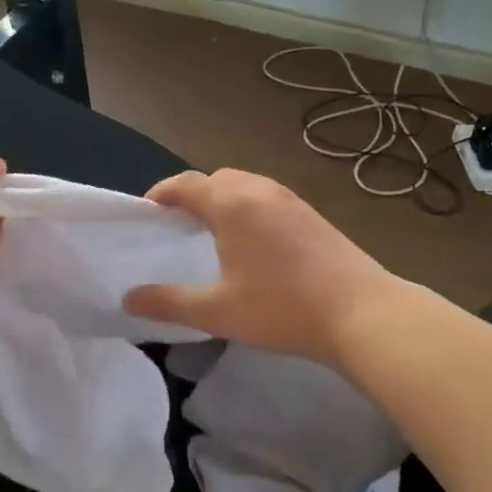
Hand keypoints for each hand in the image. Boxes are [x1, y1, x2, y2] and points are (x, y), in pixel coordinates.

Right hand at [123, 169, 402, 366]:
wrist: (361, 312)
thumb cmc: (281, 308)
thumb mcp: (217, 311)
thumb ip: (169, 303)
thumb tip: (129, 299)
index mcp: (231, 204)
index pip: (185, 184)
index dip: (161, 194)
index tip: (147, 212)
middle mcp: (260, 191)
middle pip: (216, 178)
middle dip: (192, 194)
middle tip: (178, 225)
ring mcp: (291, 199)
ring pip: (246, 185)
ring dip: (223, 199)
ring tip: (213, 232)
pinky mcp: (312, 214)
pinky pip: (268, 197)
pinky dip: (249, 207)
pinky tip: (253, 243)